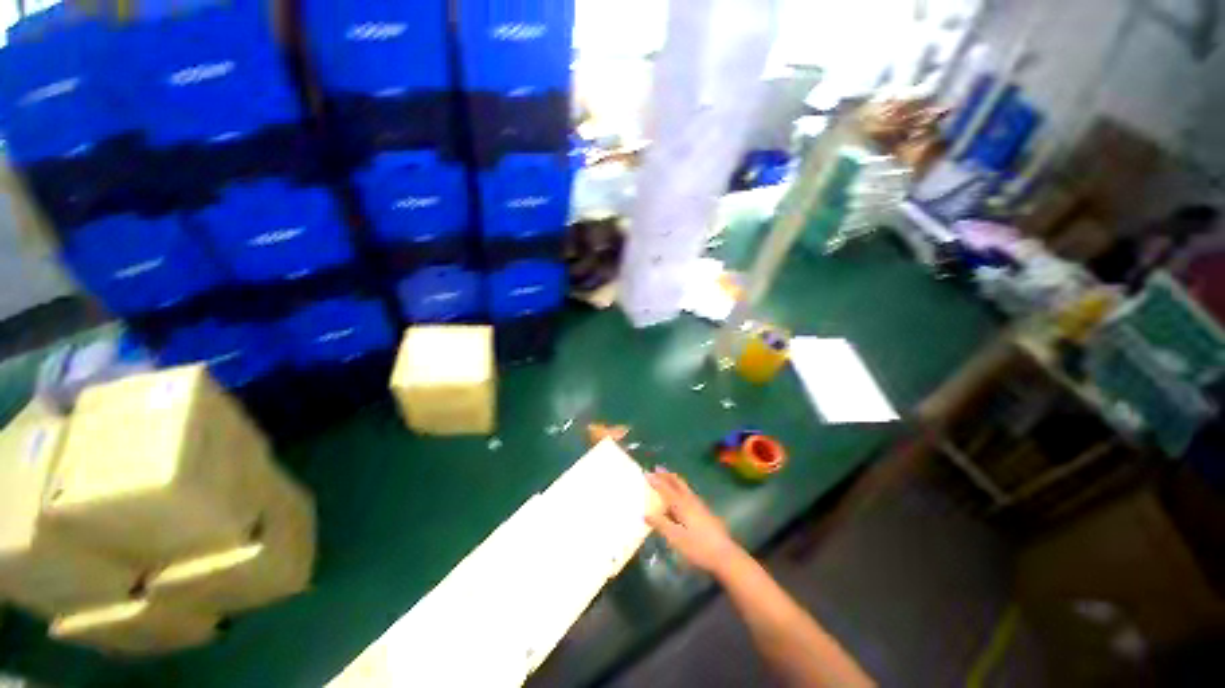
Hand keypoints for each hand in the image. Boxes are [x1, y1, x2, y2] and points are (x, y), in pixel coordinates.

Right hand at [645, 468, 745, 575]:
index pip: (666, 488)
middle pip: (677, 482)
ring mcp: (699, 505)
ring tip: (667, 476)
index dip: (656, 480)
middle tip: (657, 468)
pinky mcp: (704, 511)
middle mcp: (690, 500)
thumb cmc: (698, 547)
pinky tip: (681, 494)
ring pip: (684, 486)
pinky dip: (680, 487)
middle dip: (666, 475)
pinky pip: (688, 492)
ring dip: (674, 479)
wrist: (725, 555)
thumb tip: (644, 513)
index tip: (646, 472)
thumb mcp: (676, 538)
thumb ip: (660, 524)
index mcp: (682, 504)